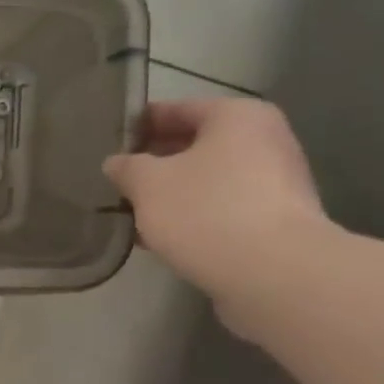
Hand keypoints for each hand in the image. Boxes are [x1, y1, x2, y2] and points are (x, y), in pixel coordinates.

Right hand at [103, 98, 331, 325]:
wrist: (274, 273)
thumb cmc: (206, 211)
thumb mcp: (148, 184)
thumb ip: (127, 167)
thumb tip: (117, 163)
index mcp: (237, 116)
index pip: (176, 109)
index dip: (138, 125)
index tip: (108, 143)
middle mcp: (264, 141)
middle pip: (195, 145)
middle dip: (155, 164)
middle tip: (117, 181)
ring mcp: (275, 184)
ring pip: (207, 181)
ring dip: (171, 195)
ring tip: (132, 213)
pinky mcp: (275, 223)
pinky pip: (222, 210)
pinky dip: (192, 218)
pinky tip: (160, 238)